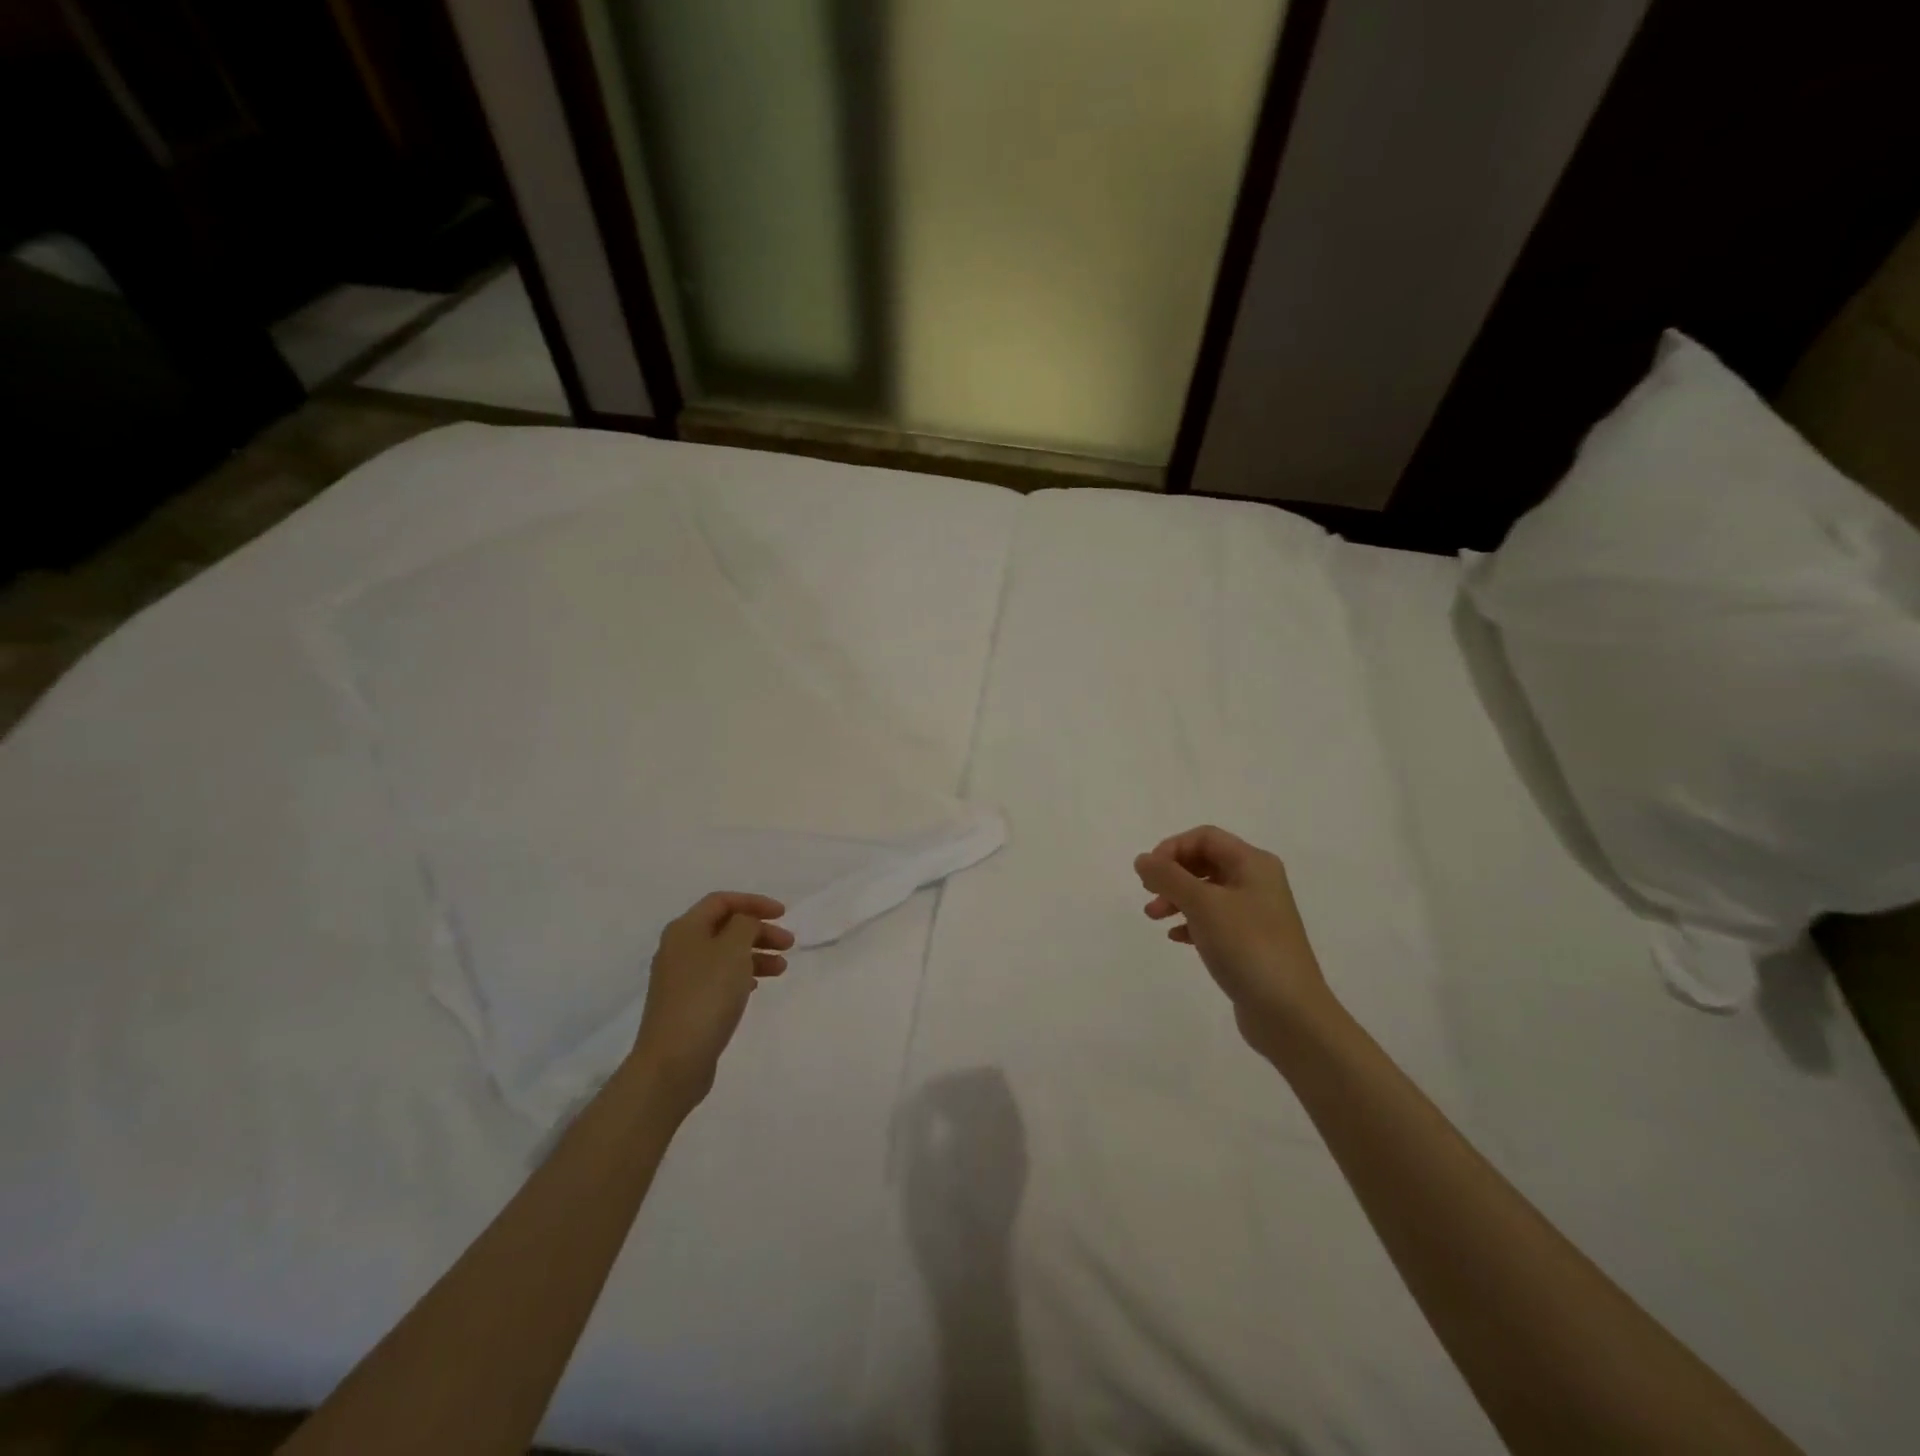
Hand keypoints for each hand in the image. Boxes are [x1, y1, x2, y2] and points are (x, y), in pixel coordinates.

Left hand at [630, 892, 793, 1111]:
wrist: (674, 1060)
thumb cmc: (707, 995)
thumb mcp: (733, 949)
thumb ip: (745, 924)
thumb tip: (745, 923)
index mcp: (685, 929)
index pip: (722, 901)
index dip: (754, 902)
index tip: (784, 914)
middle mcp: (678, 948)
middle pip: (725, 927)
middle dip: (759, 931)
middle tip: (789, 944)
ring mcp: (680, 978)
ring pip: (724, 954)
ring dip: (755, 954)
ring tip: (782, 969)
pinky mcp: (686, 1004)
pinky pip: (718, 978)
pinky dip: (741, 975)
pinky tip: (756, 987)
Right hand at [1135, 826, 1334, 1059]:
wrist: (1290, 1013)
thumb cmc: (1247, 947)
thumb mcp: (1202, 905)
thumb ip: (1168, 877)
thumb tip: (1142, 859)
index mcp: (1253, 864)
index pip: (1205, 837)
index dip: (1172, 848)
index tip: (1150, 873)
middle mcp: (1258, 883)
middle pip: (1205, 862)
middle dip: (1172, 874)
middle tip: (1148, 894)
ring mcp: (1256, 914)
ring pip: (1207, 892)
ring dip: (1177, 898)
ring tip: (1154, 918)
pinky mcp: (1251, 943)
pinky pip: (1214, 920)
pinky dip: (1191, 922)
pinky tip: (1177, 938)